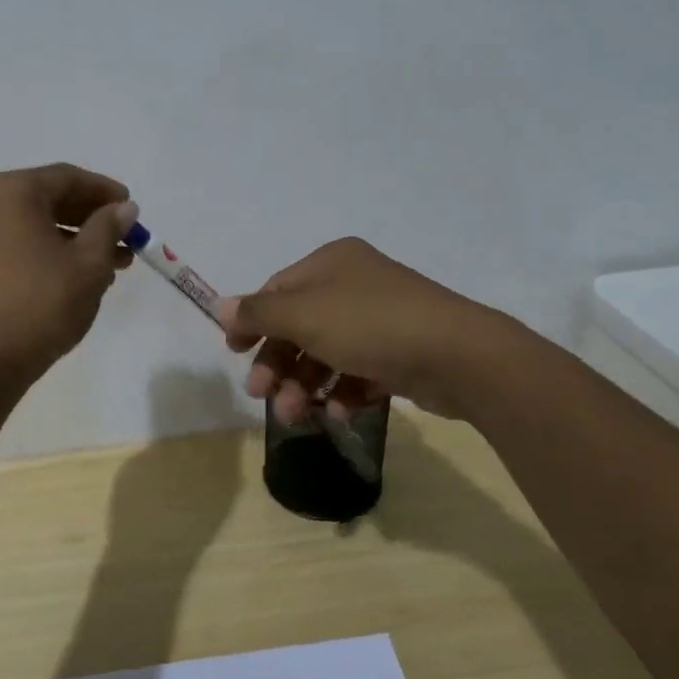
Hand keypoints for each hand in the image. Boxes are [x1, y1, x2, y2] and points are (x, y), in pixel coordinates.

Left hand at [0, 164, 138, 381]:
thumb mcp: (88, 263)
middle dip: (92, 219)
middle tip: (127, 239)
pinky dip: (49, 252)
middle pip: (49, 200)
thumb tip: (124, 208)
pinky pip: (17, 245)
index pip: (67, 178)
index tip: (132, 208)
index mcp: (11, 192)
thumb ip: (108, 227)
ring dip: (74, 240)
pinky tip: (79, 276)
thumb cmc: (41, 303)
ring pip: (34, 226)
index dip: (104, 191)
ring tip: (113, 265)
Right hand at [217, 237, 489, 422]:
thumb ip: (259, 313)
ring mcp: (380, 319)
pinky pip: (358, 372)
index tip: (235, 353)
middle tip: (262, 396)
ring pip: (327, 353)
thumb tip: (219, 305)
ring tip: (296, 415)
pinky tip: (337, 413)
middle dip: (279, 363)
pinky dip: (342, 392)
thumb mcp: (305, 315)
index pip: (278, 290)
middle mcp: (354, 285)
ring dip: (305, 385)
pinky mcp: (400, 353)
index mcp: (331, 263)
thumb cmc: (370, 324)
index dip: (253, 322)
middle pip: (300, 326)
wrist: (459, 355)